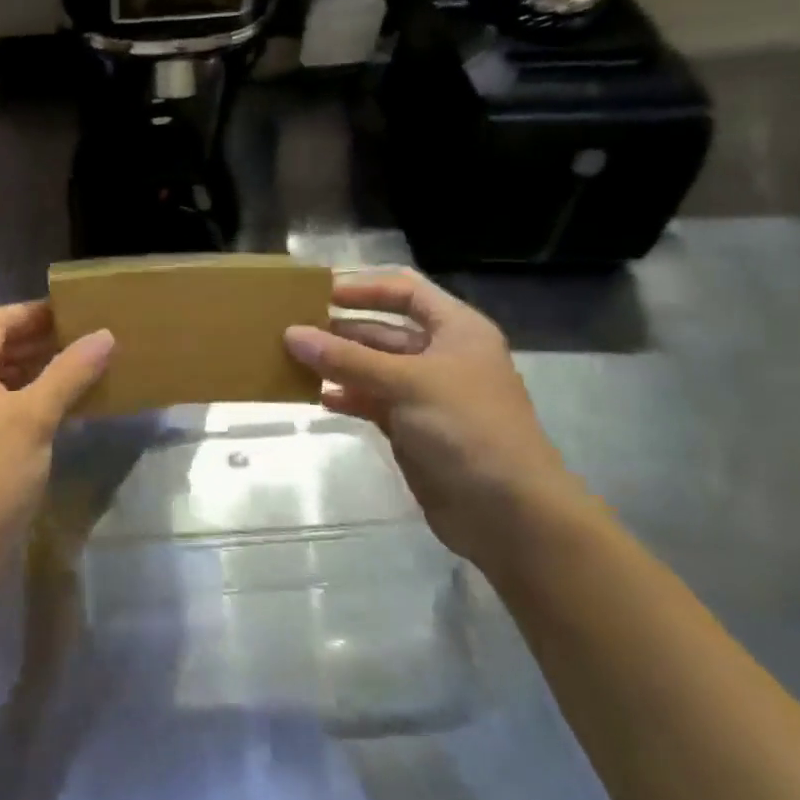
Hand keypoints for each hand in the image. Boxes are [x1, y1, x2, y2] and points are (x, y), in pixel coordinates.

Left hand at [0, 302, 113, 553]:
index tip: (76, 311)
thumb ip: (69, 372)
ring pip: (7, 377)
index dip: (35, 312)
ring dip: (43, 369)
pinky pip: (10, 405)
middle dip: (43, 339)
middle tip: (89, 337)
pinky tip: (71, 405)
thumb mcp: (33, 417)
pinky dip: (37, 398)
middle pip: (2, 346)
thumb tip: (105, 335)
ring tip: (87, 365)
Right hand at [284, 268, 586, 567]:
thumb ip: (346, 358)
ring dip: (337, 363)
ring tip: (291, 360)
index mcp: (456, 330)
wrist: (508, 512)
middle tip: (291, 328)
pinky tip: (316, 396)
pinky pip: (370, 401)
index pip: (406, 292)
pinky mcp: (411, 428)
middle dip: (340, 329)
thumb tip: (291, 334)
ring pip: (372, 367)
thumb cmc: (467, 428)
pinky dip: (345, 396)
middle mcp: (441, 356)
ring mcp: (425, 394)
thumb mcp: (406, 383)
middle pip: (383, 330)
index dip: (364, 288)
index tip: (318, 292)